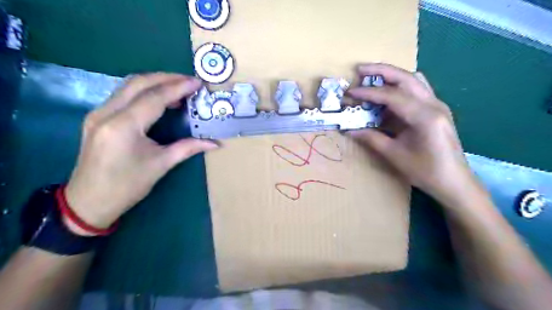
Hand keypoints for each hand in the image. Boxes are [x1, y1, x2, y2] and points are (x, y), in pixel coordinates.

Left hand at [64, 74, 217, 230]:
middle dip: (166, 78)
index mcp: (124, 126)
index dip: (178, 87)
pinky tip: (159, 100)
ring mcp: (98, 113)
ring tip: (178, 88)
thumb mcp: (161, 165)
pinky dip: (144, 92)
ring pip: (129, 86)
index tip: (197, 82)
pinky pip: (123, 95)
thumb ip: (188, 148)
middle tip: (189, 80)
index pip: (155, 97)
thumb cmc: (127, 186)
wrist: (88, 202)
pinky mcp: (97, 117)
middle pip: (139, 83)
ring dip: (155, 82)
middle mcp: (107, 113)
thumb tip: (215, 144)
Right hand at [349, 63, 479, 202]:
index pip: (392, 96)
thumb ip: (371, 138)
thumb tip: (350, 130)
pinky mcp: (436, 110)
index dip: (369, 93)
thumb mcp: (394, 155)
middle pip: (406, 78)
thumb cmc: (425, 171)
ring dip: (392, 76)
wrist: (454, 182)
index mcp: (424, 116)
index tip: (350, 92)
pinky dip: (401, 86)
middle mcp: (434, 104)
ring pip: (414, 80)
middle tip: (360, 69)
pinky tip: (389, 95)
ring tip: (372, 78)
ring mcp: (437, 105)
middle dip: (381, 71)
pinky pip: (418, 89)